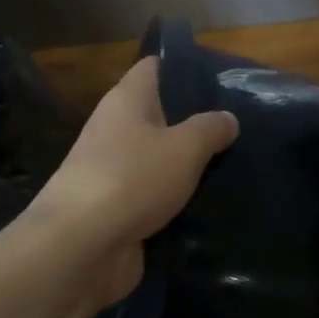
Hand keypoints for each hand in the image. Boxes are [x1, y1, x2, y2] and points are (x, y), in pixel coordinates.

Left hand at [30, 57, 238, 306]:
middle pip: (160, 115)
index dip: (185, 67)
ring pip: (159, 159)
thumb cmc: (132, 179)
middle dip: (195, 120)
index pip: (154, 67)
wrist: (80, 250)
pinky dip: (177, 200)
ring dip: (188, 165)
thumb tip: (228, 118)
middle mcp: (115, 129)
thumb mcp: (185, 147)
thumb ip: (210, 129)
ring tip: (234, 165)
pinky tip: (210, 204)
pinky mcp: (116, 210)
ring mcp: (113, 172)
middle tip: (238, 126)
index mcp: (126, 101)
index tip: (222, 78)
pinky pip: (155, 196)